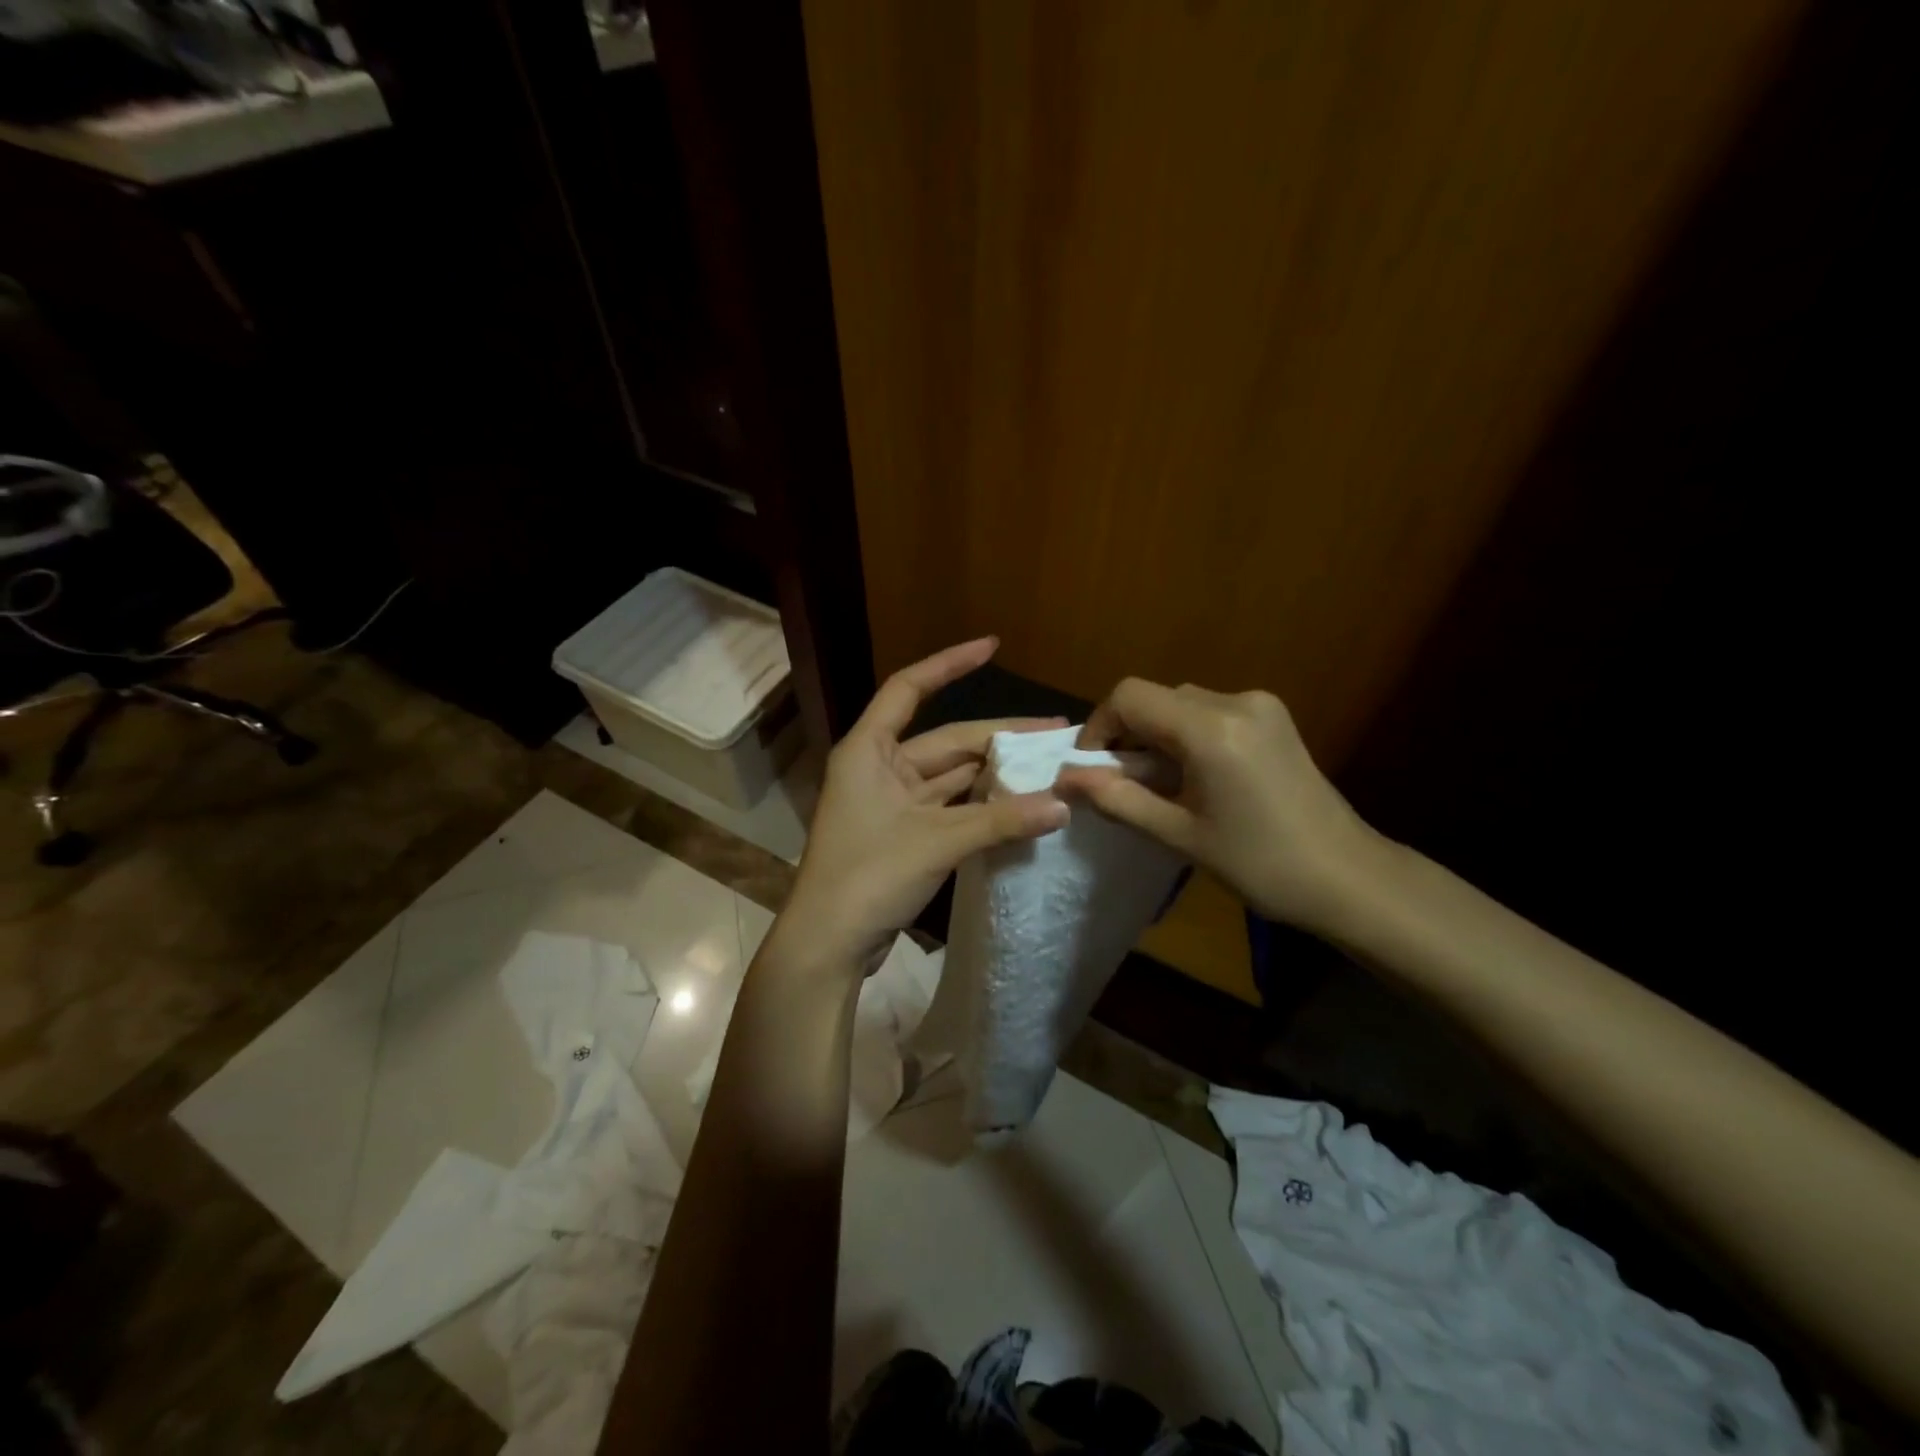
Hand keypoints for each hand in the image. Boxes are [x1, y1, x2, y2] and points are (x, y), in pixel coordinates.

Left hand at [771, 638, 1070, 974]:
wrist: (827, 944)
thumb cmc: (869, 876)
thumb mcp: (938, 842)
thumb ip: (1001, 820)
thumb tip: (1063, 805)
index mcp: (870, 750)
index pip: (909, 688)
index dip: (950, 664)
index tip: (992, 646)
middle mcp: (879, 768)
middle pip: (946, 740)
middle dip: (999, 736)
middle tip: (1055, 733)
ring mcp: (891, 803)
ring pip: (951, 777)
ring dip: (994, 774)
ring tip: (1047, 766)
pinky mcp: (902, 834)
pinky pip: (949, 808)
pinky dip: (981, 806)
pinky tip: (1019, 803)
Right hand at [1057, 679, 1381, 933]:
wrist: (1348, 877)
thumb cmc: (1261, 864)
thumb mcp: (1179, 835)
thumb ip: (1118, 799)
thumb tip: (1065, 778)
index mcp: (1211, 729)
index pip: (1130, 697)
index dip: (1099, 726)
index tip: (1091, 767)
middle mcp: (1236, 701)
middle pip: (1157, 698)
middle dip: (1128, 735)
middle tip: (1121, 783)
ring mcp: (1261, 706)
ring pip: (1183, 704)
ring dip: (1158, 735)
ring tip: (1158, 785)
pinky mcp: (1274, 718)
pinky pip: (1211, 712)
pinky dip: (1187, 735)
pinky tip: (1194, 776)